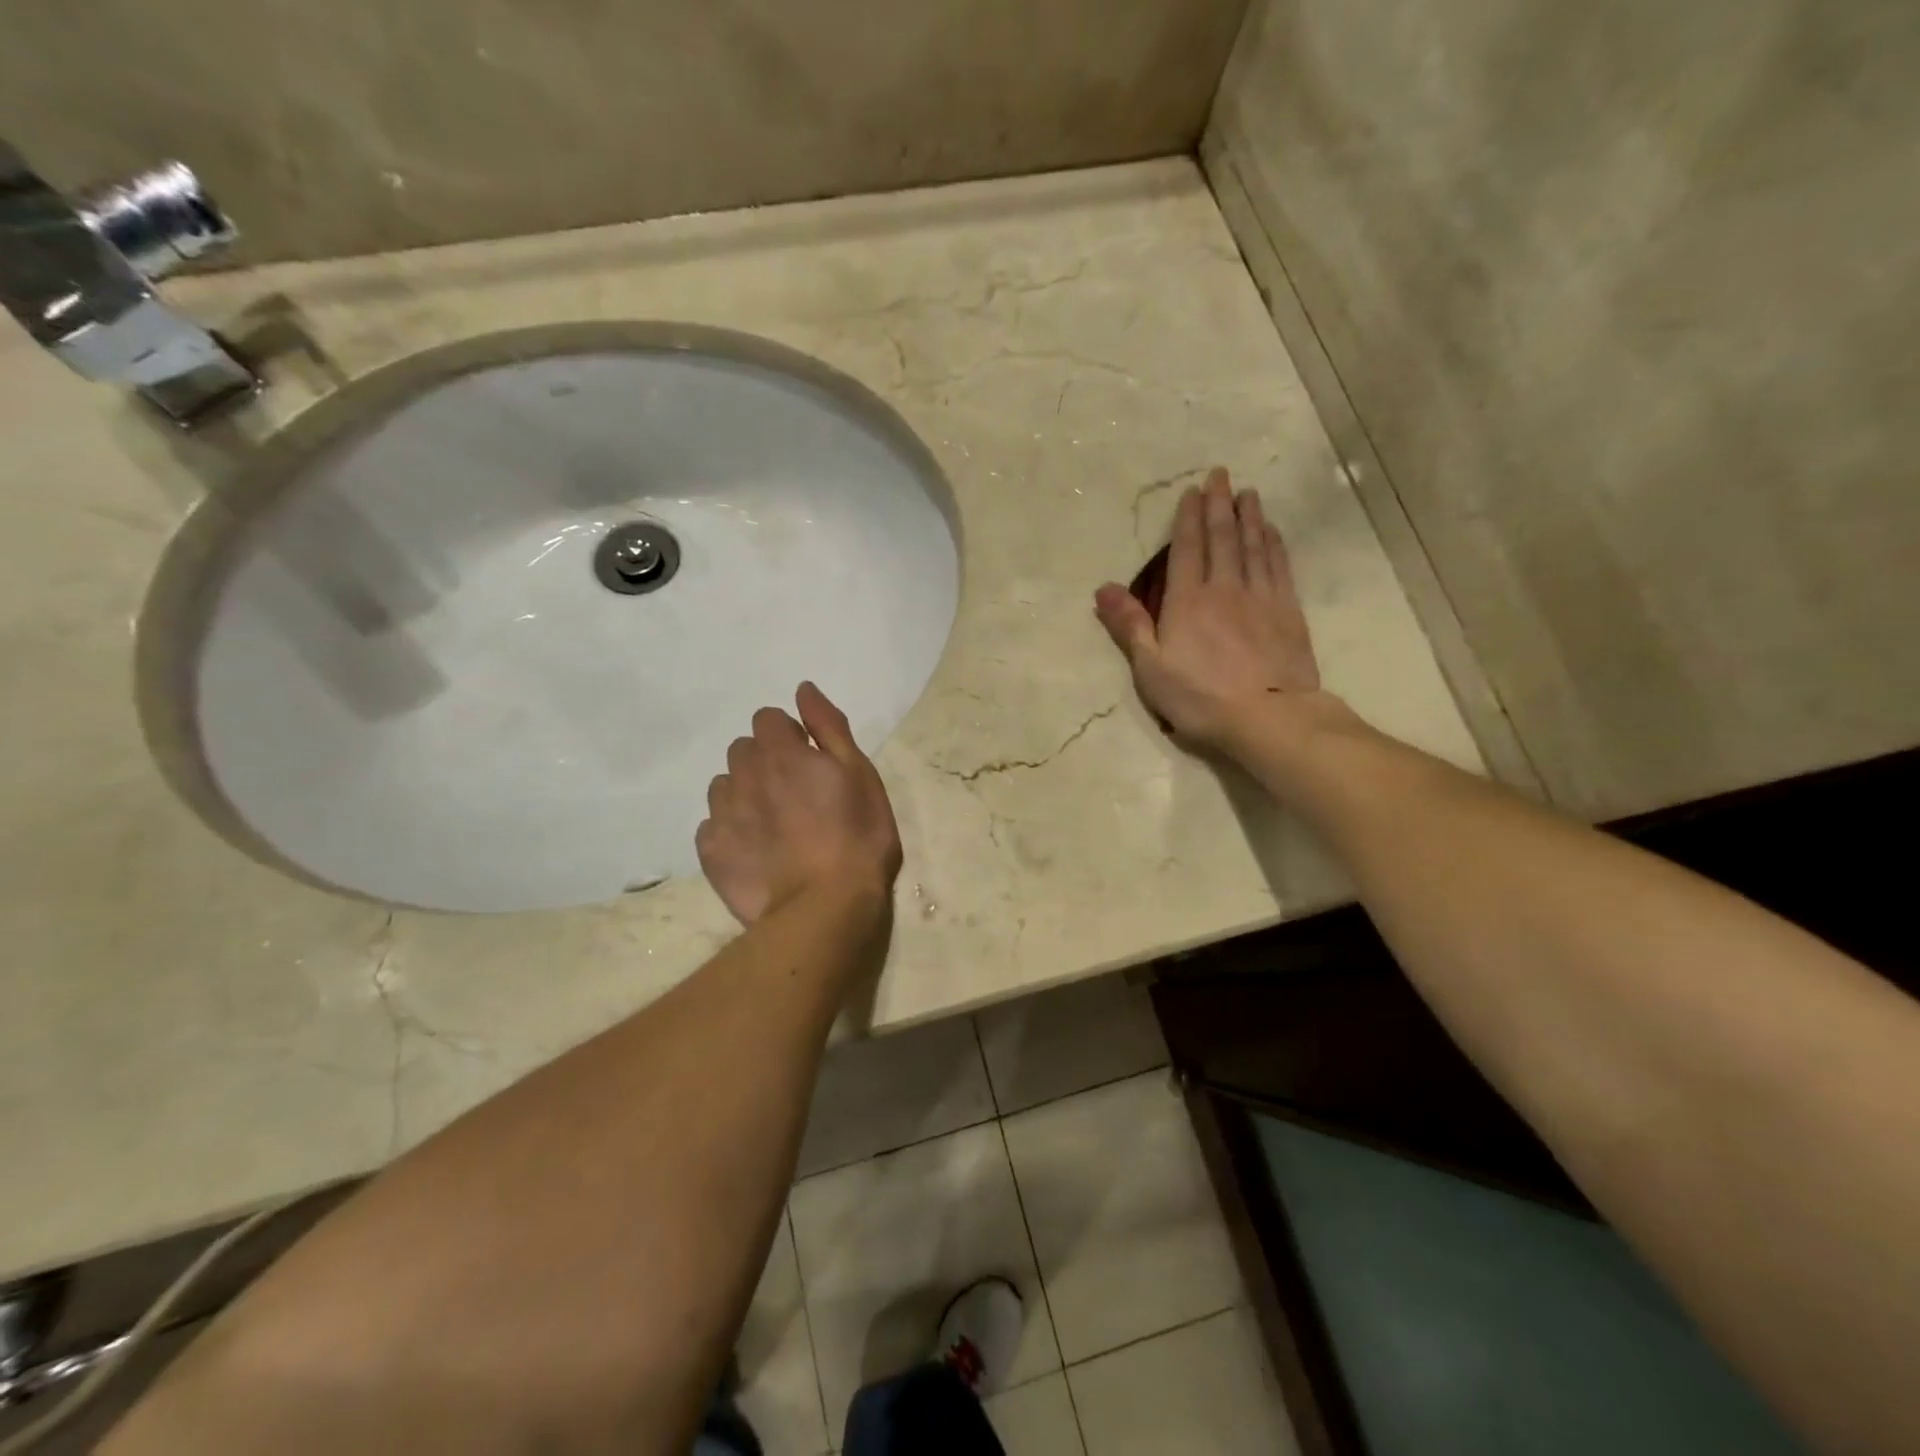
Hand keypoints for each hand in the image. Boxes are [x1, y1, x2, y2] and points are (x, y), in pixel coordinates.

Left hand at [696, 682, 902, 924]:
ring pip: (724, 785)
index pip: (768, 719)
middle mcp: (744, 774)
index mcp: (782, 752)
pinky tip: (755, 851)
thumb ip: (829, 726)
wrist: (825, 906)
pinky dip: (730, 830)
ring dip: (745, 793)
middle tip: (795, 794)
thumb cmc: (857, 836)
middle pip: (743, 749)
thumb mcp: (860, 773)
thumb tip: (803, 689)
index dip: (789, 736)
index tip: (809, 761)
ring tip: (773, 825)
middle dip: (764, 761)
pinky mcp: (711, 850)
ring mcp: (723, 814)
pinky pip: (712, 825)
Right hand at [1094, 467, 1329, 752]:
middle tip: (1221, 475)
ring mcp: (1260, 598)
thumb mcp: (1150, 668)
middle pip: (1222, 538)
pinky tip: (1272, 532)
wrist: (1268, 717)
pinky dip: (1274, 545)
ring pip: (1254, 546)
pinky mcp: (1288, 612)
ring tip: (1248, 493)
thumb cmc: (1200, 698)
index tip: (1193, 491)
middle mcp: (1224, 588)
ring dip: (1249, 517)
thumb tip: (1103, 588)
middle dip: (1220, 504)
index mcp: (1187, 601)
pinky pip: (1279, 567)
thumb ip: (1129, 625)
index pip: (1186, 549)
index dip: (1188, 518)